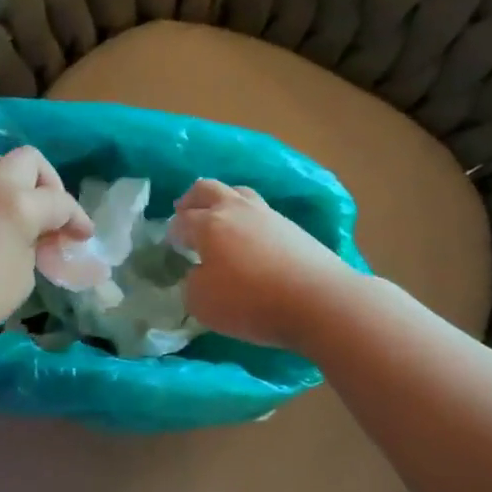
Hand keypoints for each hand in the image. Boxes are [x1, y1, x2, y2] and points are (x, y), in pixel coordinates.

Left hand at [0, 146, 92, 353]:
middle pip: (29, 160)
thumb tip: (32, 238)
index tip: (85, 238)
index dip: (78, 219)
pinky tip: (6, 228)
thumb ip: (34, 247)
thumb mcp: (23, 275)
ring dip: (22, 184)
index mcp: (18, 202)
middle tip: (54, 216)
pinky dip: (2, 197)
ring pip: (1, 166)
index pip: (59, 201)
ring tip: (30, 218)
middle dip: (49, 183)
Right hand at [169, 179, 358, 351]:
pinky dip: (248, 218)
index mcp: (209, 224)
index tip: (171, 244)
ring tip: (220, 218)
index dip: (172, 232)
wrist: (319, 300)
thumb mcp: (202, 303)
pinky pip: (261, 211)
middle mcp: (236, 210)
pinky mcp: (293, 227)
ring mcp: (268, 214)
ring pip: (238, 193)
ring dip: (223, 201)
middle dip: (191, 199)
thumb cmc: (251, 302)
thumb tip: (198, 274)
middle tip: (185, 212)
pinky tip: (250, 237)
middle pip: (207, 189)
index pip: (181, 221)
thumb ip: (192, 284)